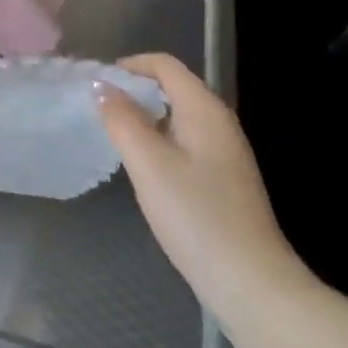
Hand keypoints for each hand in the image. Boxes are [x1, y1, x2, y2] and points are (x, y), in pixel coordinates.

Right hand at [97, 54, 305, 300]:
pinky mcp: (224, 180)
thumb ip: (122, 119)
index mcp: (205, 110)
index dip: (129, 66)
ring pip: (178, 117)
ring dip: (145, 118)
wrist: (250, 282)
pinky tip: (143, 168)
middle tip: (99, 110)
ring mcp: (225, 153)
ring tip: (114, 136)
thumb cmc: (195, 216)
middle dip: (134, 91)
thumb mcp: (148, 163)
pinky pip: (185, 142)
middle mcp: (220, 123)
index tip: (96, 84)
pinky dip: (159, 141)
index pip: (165, 65)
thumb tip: (102, 86)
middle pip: (173, 88)